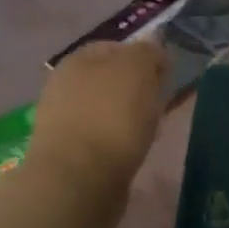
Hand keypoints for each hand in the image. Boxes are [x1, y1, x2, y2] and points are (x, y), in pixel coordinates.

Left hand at [29, 40, 167, 187]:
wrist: (79, 180)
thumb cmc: (111, 116)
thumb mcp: (138, 67)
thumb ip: (147, 52)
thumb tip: (152, 53)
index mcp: (76, 60)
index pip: (116, 47)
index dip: (144, 57)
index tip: (165, 76)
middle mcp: (63, 86)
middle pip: (110, 80)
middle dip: (137, 89)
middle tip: (160, 103)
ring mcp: (63, 121)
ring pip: (107, 109)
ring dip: (129, 117)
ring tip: (151, 131)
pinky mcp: (69, 154)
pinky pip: (103, 138)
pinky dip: (120, 142)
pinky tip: (133, 151)